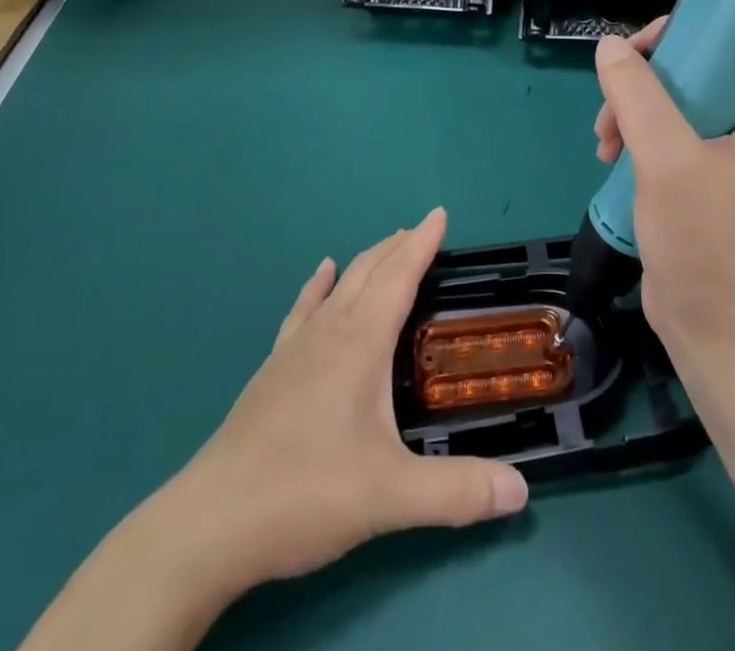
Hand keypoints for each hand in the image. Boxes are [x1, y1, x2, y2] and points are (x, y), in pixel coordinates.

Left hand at [20, 210, 527, 650]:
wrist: (213, 521)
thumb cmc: (307, 492)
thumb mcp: (391, 496)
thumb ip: (458, 491)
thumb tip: (522, 491)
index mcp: (361, 343)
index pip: (399, 276)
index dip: (422, 243)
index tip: (439, 213)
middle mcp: (329, 331)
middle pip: (370, 271)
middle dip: (398, 246)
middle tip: (422, 231)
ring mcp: (296, 347)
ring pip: (339, 286)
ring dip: (367, 262)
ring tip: (386, 248)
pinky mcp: (273, 368)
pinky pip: (304, 309)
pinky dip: (320, 286)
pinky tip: (322, 275)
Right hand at [593, 20, 734, 359]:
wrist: (713, 330)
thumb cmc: (704, 240)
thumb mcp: (667, 159)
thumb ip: (637, 95)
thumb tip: (608, 45)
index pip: (728, 46)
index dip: (680, 37)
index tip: (635, 54)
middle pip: (693, 72)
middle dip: (643, 83)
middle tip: (610, 109)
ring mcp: (727, 155)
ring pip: (672, 103)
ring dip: (632, 112)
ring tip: (604, 144)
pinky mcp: (703, 178)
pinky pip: (666, 134)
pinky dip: (636, 138)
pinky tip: (611, 157)